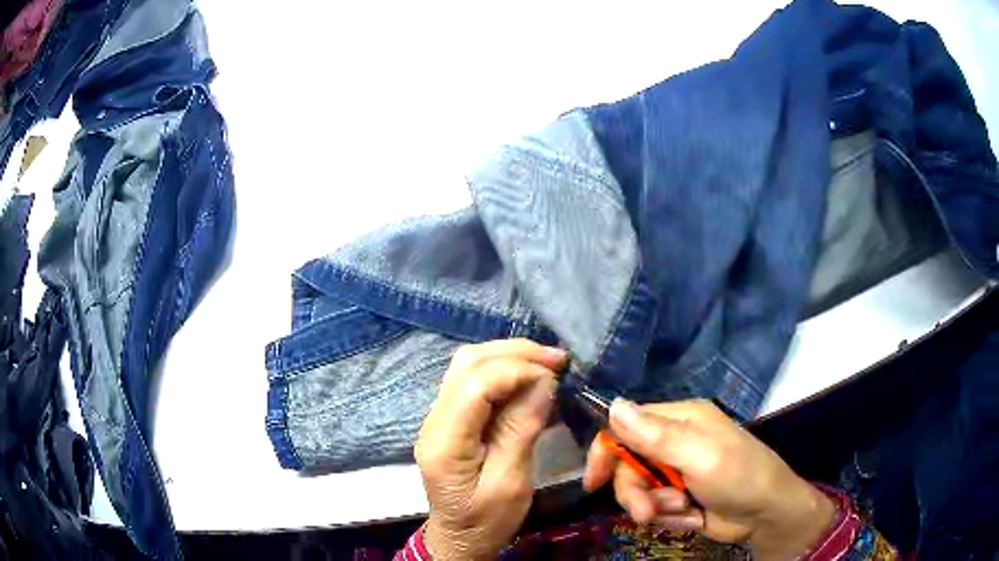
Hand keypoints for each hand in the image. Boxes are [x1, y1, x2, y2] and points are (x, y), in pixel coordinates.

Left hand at [414, 339, 566, 559]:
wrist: (459, 537)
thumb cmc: (487, 520)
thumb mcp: (511, 483)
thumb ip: (521, 429)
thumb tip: (543, 380)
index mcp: (444, 442)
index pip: (475, 384)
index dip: (517, 370)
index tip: (556, 374)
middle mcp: (433, 420)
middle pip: (467, 363)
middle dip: (514, 353)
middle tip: (557, 358)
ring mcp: (437, 416)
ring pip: (467, 364)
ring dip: (508, 355)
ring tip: (547, 362)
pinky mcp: (449, 417)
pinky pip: (472, 379)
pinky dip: (502, 369)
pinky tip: (527, 374)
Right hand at [583, 399, 836, 559]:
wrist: (767, 514)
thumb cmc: (739, 477)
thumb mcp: (699, 456)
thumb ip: (656, 436)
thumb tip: (613, 405)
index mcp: (681, 419)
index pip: (627, 425)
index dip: (606, 452)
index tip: (594, 482)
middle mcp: (676, 441)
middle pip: (629, 465)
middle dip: (635, 492)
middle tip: (648, 513)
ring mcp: (678, 471)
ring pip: (640, 491)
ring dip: (655, 508)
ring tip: (683, 513)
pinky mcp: (680, 496)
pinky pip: (656, 509)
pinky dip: (669, 518)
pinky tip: (692, 518)